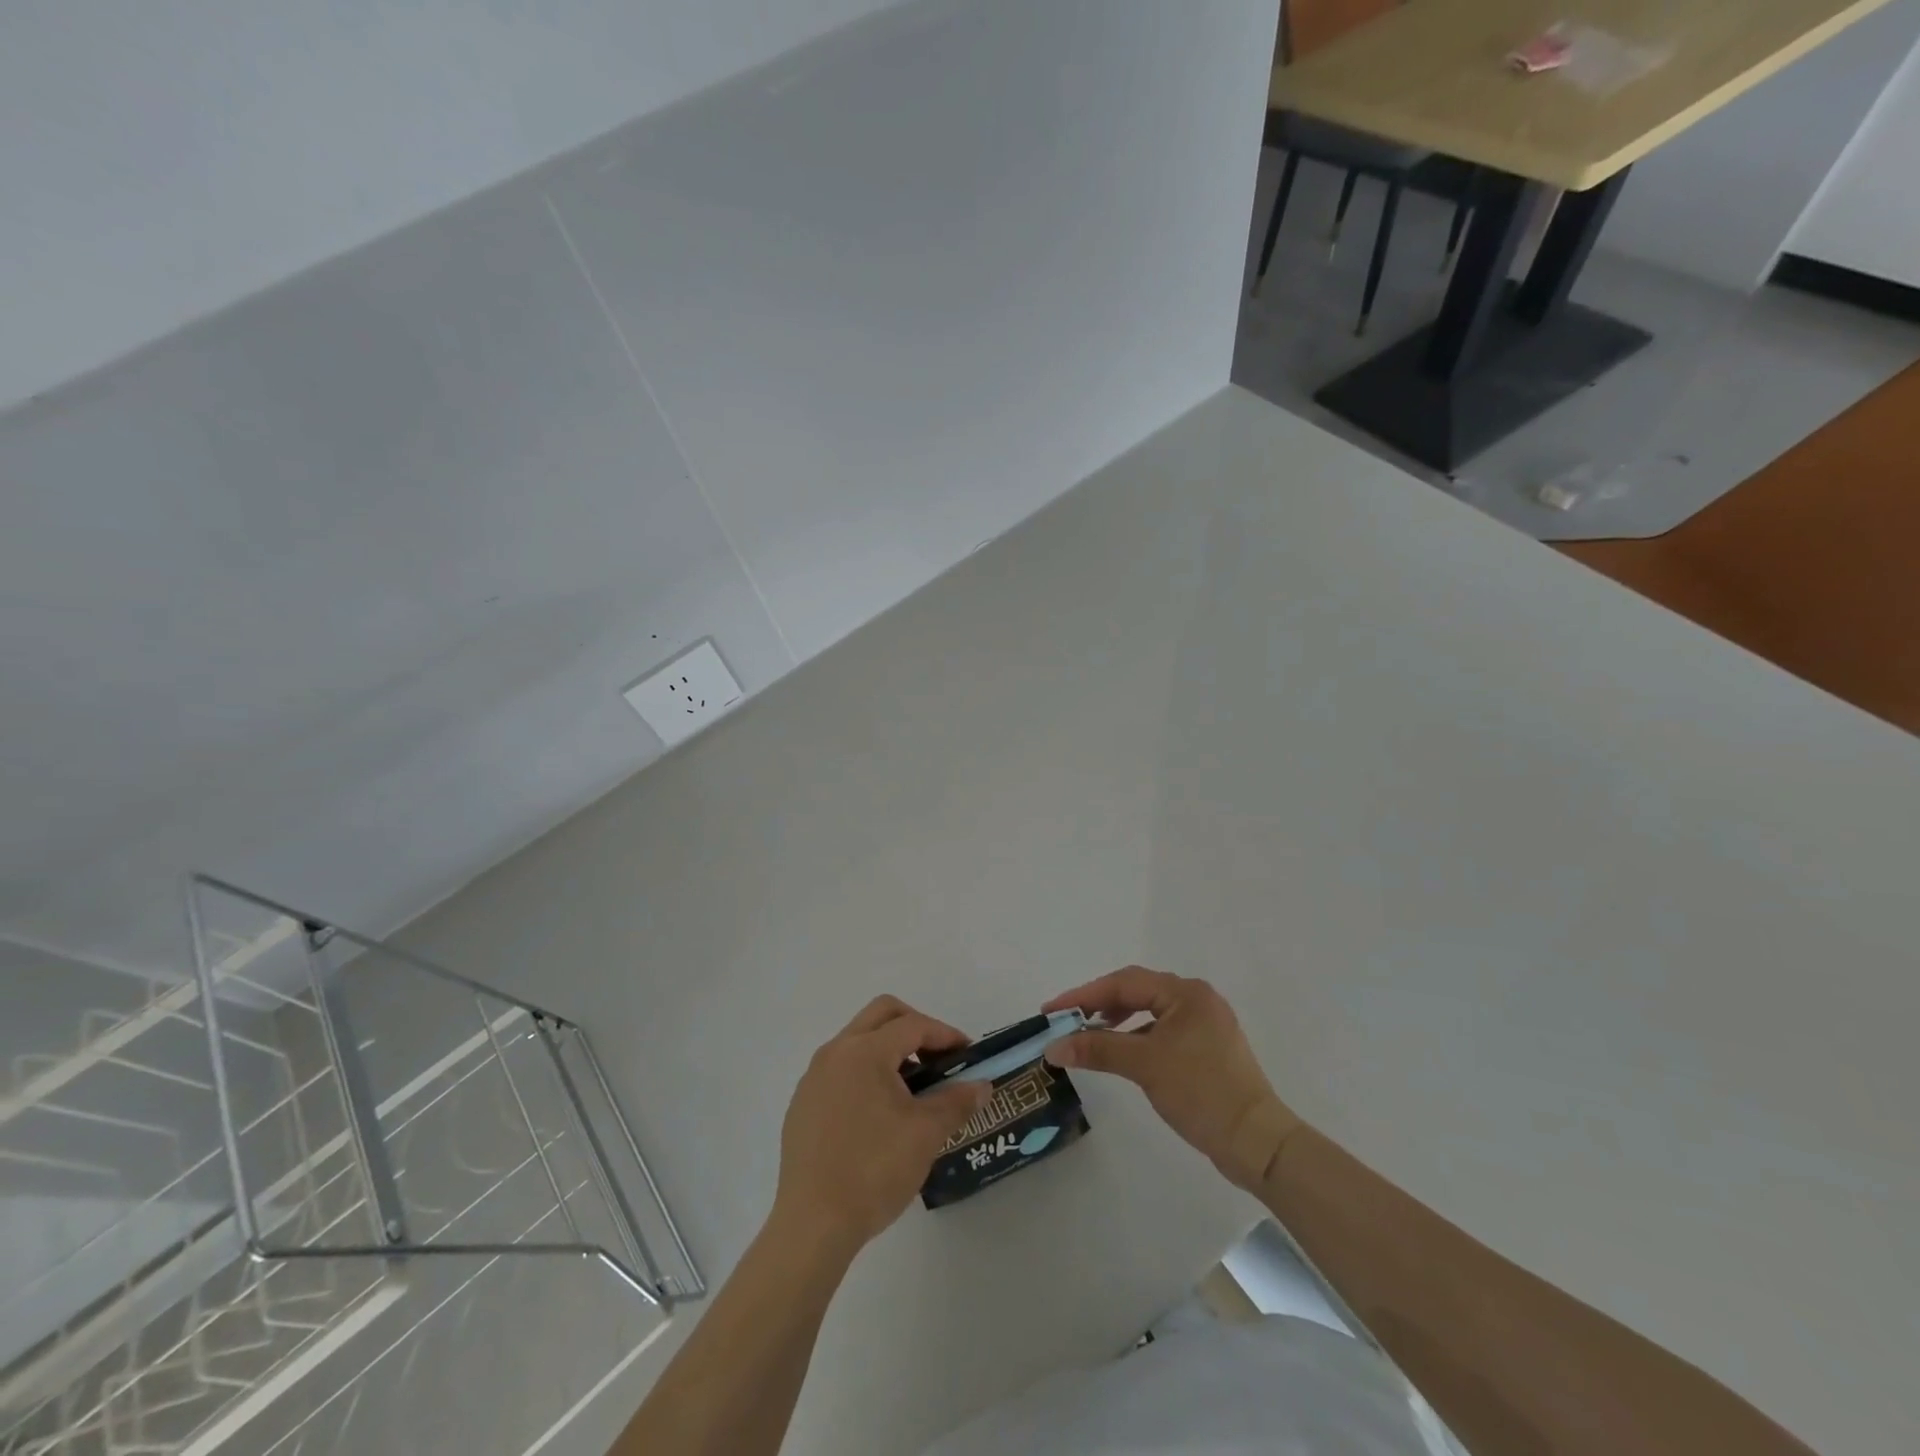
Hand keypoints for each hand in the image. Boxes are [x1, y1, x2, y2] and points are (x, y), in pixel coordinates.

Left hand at [772, 996, 992, 1258]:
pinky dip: (865, 1072)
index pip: (913, 1025)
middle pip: (881, 1014)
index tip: (967, 1054)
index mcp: (864, 1051)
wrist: (813, 1224)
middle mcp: (835, 1052)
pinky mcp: (803, 1103)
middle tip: (938, 1057)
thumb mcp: (926, 1134)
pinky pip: (840, 1069)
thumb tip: (982, 1086)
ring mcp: (814, 1077)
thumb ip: (956, 1101)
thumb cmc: (874, 1170)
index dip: (944, 1035)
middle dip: (915, 1026)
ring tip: (912, 1087)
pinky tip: (878, 1113)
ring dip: (889, 1049)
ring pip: (858, 1040)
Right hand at [1044, 967, 1302, 1190]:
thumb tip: (1052, 1047)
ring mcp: (1205, 1024)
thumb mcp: (1144, 1065)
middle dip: (1099, 1005)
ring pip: (1150, 1012)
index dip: (1084, 995)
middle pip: (1137, 992)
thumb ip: (1097, 1049)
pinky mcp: (1208, 1049)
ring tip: (1089, 1035)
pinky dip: (1138, 1037)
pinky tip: (1123, 1053)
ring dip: (1118, 1021)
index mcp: (1186, 992)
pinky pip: (1162, 1031)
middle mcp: (1197, 999)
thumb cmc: (1201, 1092)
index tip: (1052, 1009)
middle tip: (1066, 1020)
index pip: (1124, 982)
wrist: (1257, 1142)